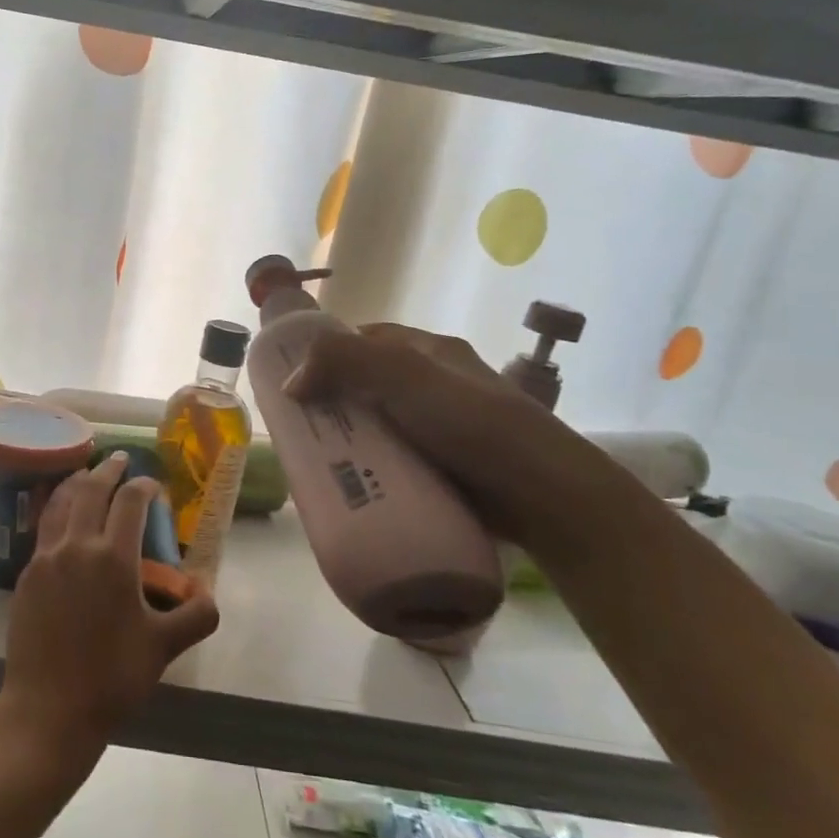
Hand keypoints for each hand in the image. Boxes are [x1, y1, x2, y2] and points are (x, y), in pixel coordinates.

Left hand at [0, 452, 219, 757]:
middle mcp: (76, 546)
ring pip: (60, 503)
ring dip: (76, 482)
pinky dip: (56, 509)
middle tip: (119, 460)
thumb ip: (195, 616)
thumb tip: (208, 594)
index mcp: (113, 558)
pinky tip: (62, 518)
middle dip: (108, 471)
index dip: (144, 485)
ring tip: (86, 474)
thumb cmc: (111, 677)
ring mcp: (46, 559)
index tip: (153, 484)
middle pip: (90, 490)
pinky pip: (44, 528)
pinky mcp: (26, 576)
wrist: (48, 710)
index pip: (130, 502)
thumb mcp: (164, 648)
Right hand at [284, 322, 622, 547]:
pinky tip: (349, 485)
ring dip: (350, 441)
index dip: (328, 352)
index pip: (367, 340)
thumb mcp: (407, 378)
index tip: (294, 379)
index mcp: (431, 353)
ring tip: (312, 462)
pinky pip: (395, 462)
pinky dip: (371, 469)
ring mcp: (442, 430)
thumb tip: (291, 381)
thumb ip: (346, 363)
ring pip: (379, 427)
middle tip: (296, 428)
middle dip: (332, 403)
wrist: (547, 497)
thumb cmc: (476, 425)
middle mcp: (436, 386)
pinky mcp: (445, 469)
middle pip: (368, 386)